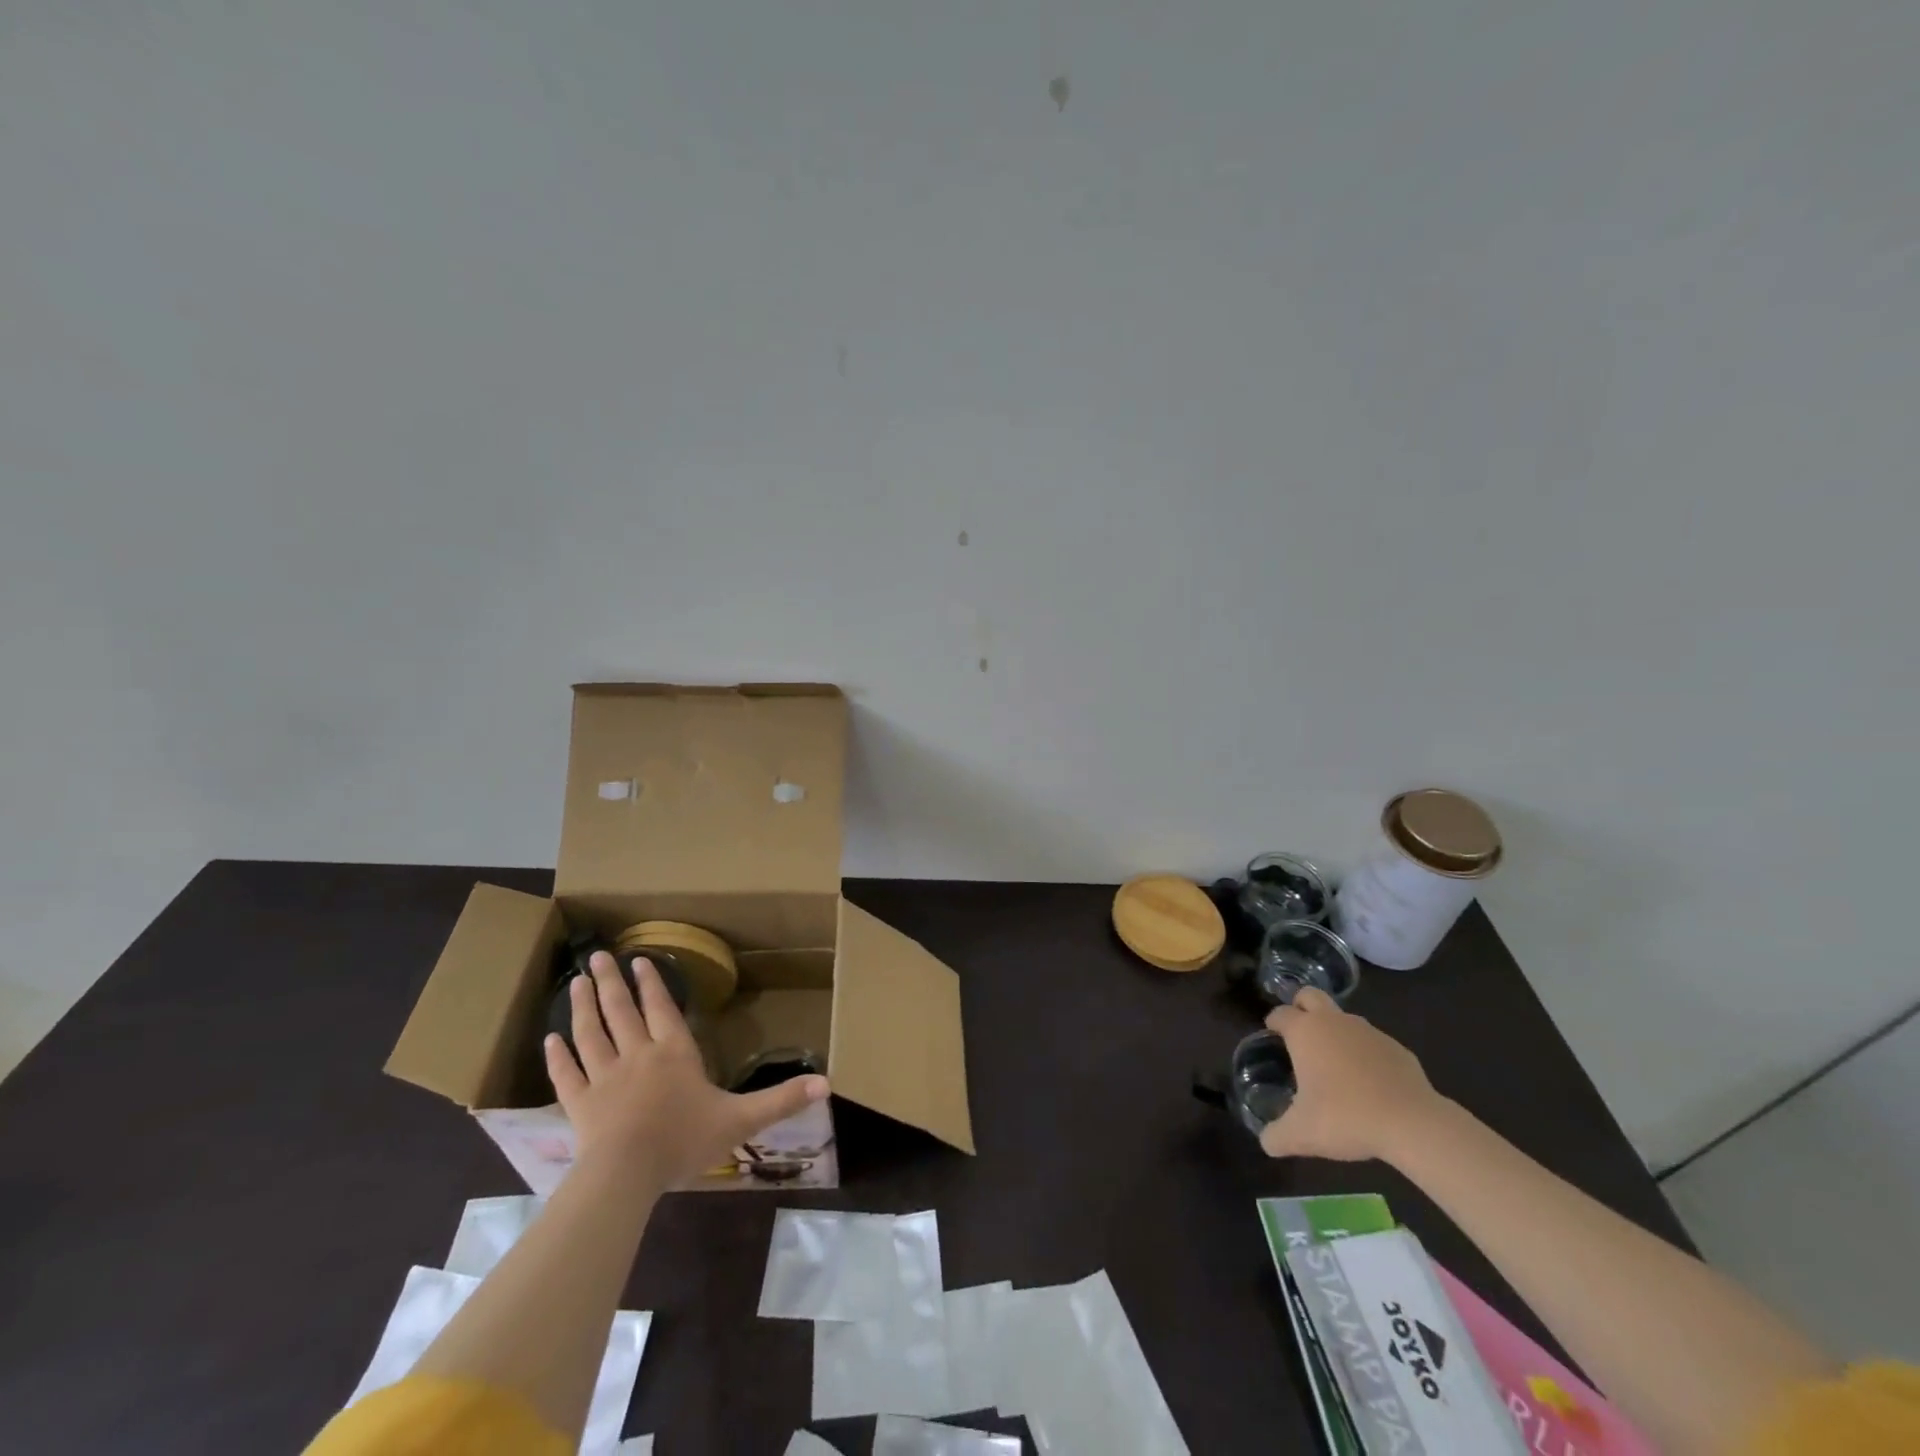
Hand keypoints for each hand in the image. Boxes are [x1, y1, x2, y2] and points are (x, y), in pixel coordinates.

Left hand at [544, 951, 829, 1188]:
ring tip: (575, 983)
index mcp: (673, 1054)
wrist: (627, 1175)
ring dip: (582, 1007)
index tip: (640, 960)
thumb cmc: (684, 1141)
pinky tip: (549, 1039)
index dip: (652, 984)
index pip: (661, 1010)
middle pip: (621, 1012)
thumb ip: (781, 1100)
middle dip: (611, 982)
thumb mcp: (741, 1120)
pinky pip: (566, 1074)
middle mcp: (637, 1056)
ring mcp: (603, 1079)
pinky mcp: (579, 1104)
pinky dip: (557, 1057)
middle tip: (597, 956)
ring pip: (590, 1034)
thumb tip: (827, 1083)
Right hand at [1258, 987, 1448, 1163]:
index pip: (1280, 1014)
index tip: (1272, 1038)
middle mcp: (1334, 1022)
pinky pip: (1373, 1043)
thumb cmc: (1346, 1118)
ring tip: (1336, 1066)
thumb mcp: (1302, 1135)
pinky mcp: (1397, 1048)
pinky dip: (1366, 1055)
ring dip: (1335, 1032)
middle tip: (1300, 1035)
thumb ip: (1276, 1136)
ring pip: (1344, 1019)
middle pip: (1310, 995)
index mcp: (1305, 1032)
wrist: (1413, 1124)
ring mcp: (1369, 1032)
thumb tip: (1266, 1142)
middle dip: (1301, 1007)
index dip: (1273, 1023)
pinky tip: (1370, 1084)